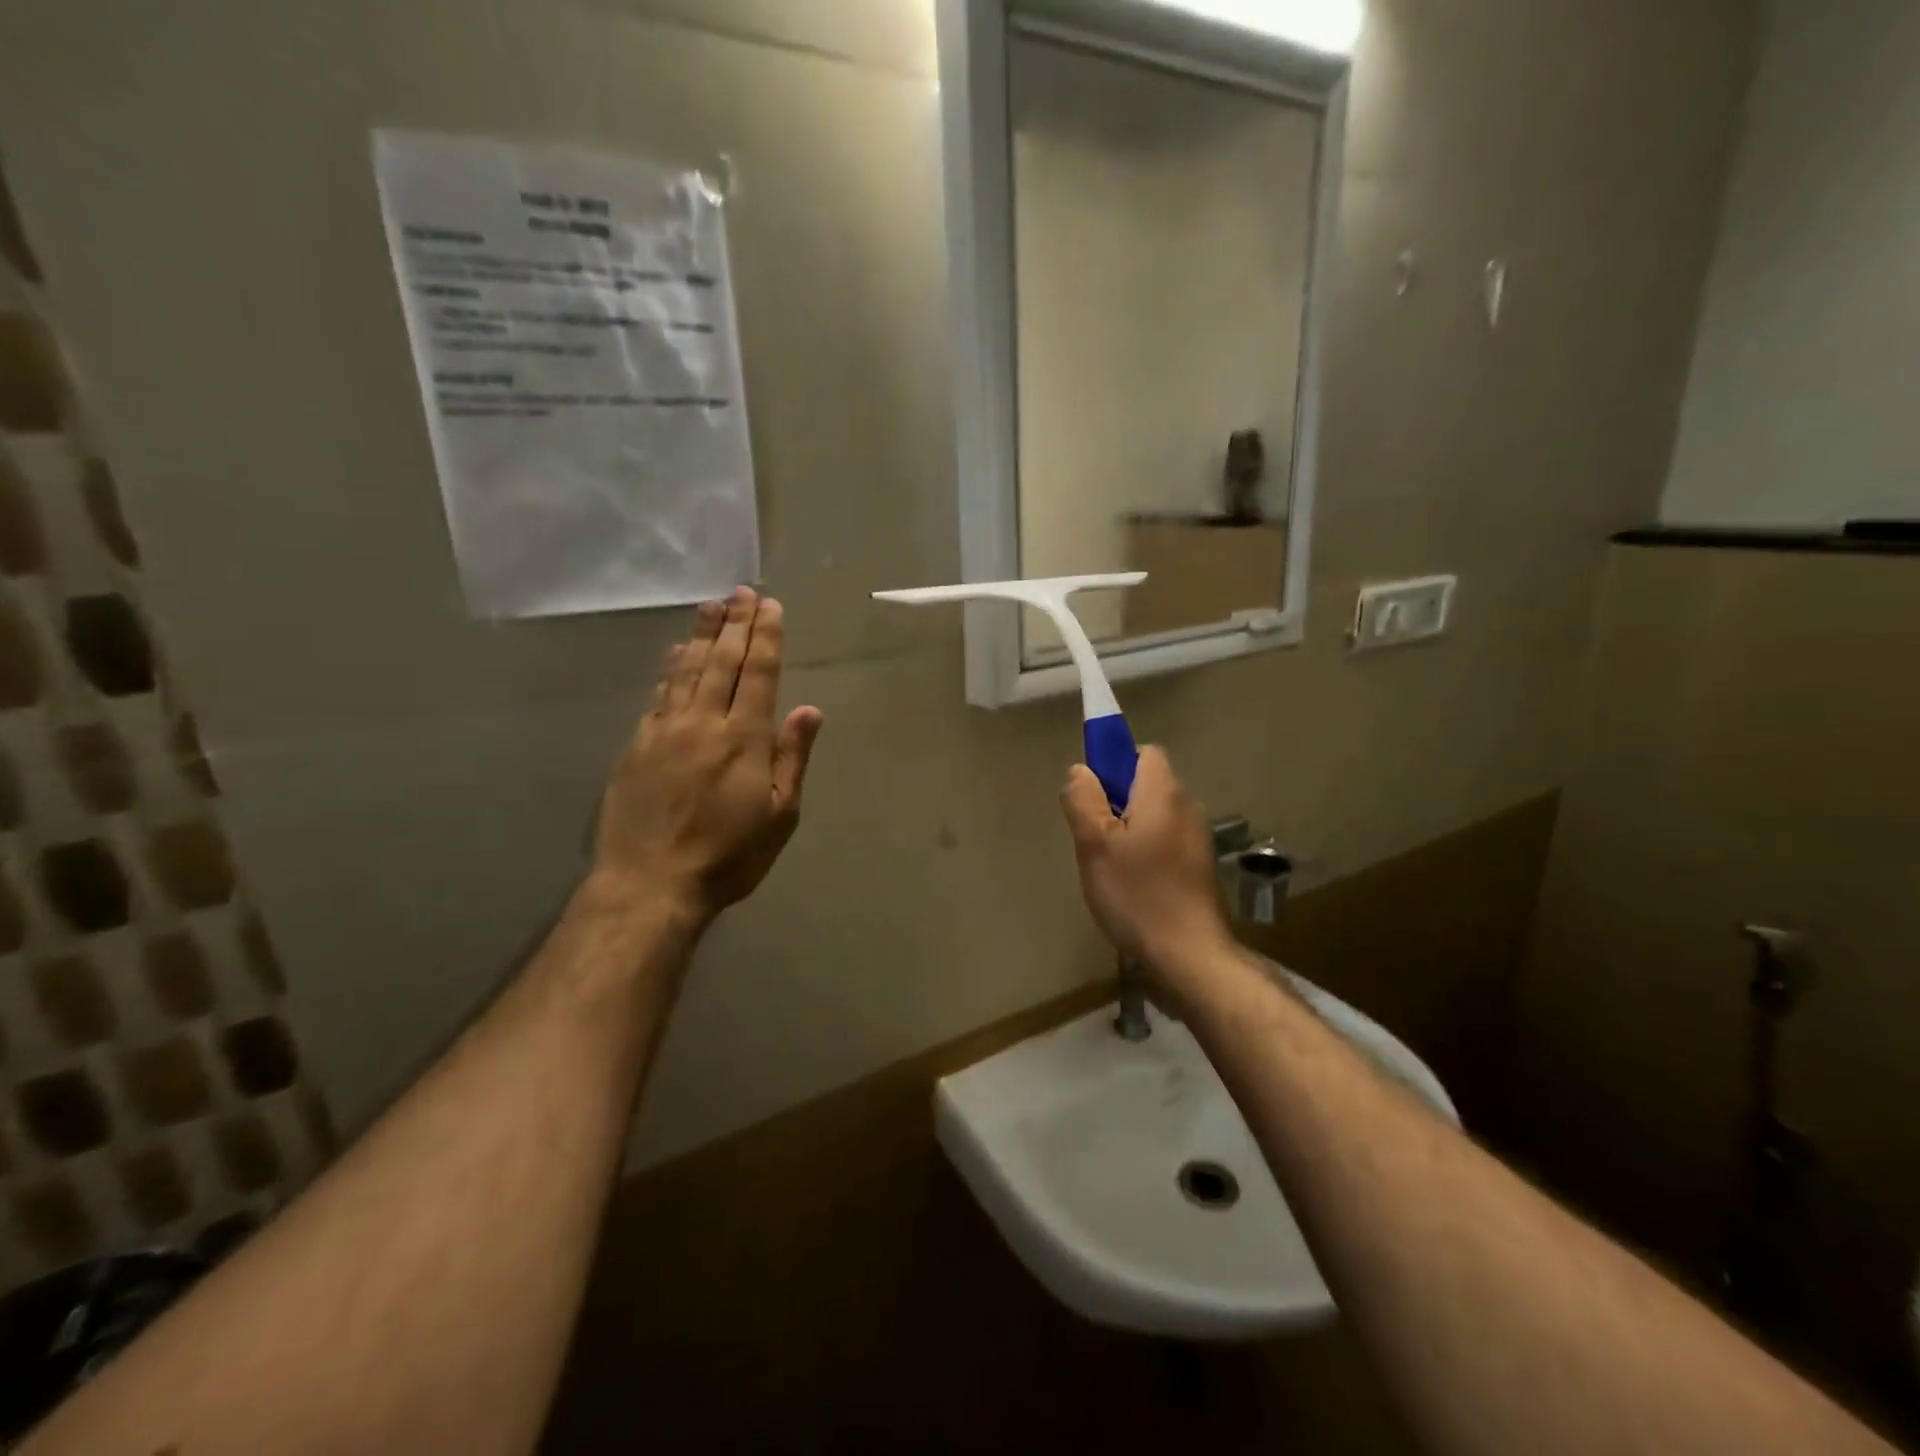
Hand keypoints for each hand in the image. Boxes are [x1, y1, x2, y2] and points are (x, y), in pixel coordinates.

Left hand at [591, 587, 823, 925]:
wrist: (650, 883)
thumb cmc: (729, 856)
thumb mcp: (780, 815)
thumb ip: (793, 758)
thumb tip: (809, 709)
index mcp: (745, 738)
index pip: (759, 674)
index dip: (766, 637)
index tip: (769, 607)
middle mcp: (704, 722)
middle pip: (722, 662)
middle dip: (735, 624)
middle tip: (741, 592)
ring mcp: (665, 731)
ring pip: (686, 671)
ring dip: (701, 635)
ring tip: (711, 606)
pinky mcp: (637, 746)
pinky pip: (658, 694)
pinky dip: (670, 668)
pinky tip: (675, 653)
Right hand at [1060, 747, 1232, 977]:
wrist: (1189, 954)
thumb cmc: (1137, 894)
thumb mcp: (1095, 844)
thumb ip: (1083, 800)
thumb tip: (1081, 770)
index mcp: (1163, 793)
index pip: (1143, 753)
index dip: (1115, 764)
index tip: (1094, 796)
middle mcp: (1187, 807)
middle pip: (1147, 785)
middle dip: (1117, 801)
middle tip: (1094, 837)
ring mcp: (1197, 838)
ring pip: (1154, 816)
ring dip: (1130, 830)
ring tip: (1110, 866)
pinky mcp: (1199, 866)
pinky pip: (1165, 841)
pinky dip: (1147, 851)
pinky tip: (1133, 885)